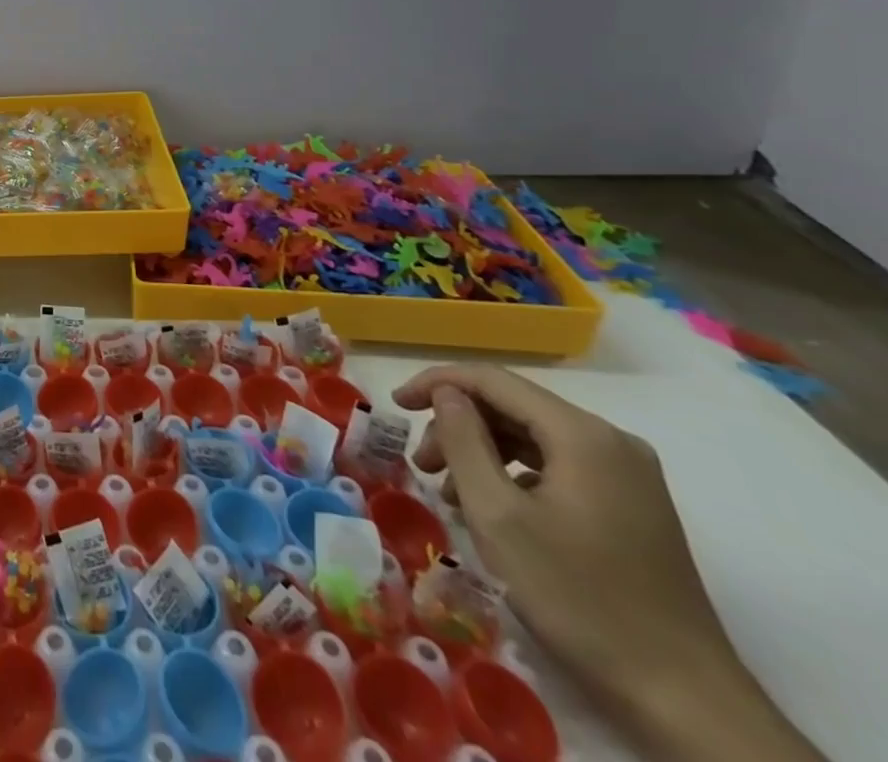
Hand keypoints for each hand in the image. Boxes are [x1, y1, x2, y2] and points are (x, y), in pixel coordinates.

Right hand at [393, 366, 824, 761]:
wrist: (684, 701)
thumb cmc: (578, 597)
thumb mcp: (497, 513)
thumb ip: (463, 439)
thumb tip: (447, 394)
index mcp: (582, 435)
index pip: (491, 380)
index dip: (436, 383)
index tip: (395, 406)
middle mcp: (611, 441)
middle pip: (512, 407)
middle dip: (457, 426)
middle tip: (420, 464)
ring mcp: (628, 476)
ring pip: (531, 438)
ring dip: (481, 453)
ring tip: (448, 492)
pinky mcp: (631, 506)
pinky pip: (556, 466)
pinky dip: (513, 475)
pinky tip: (491, 509)